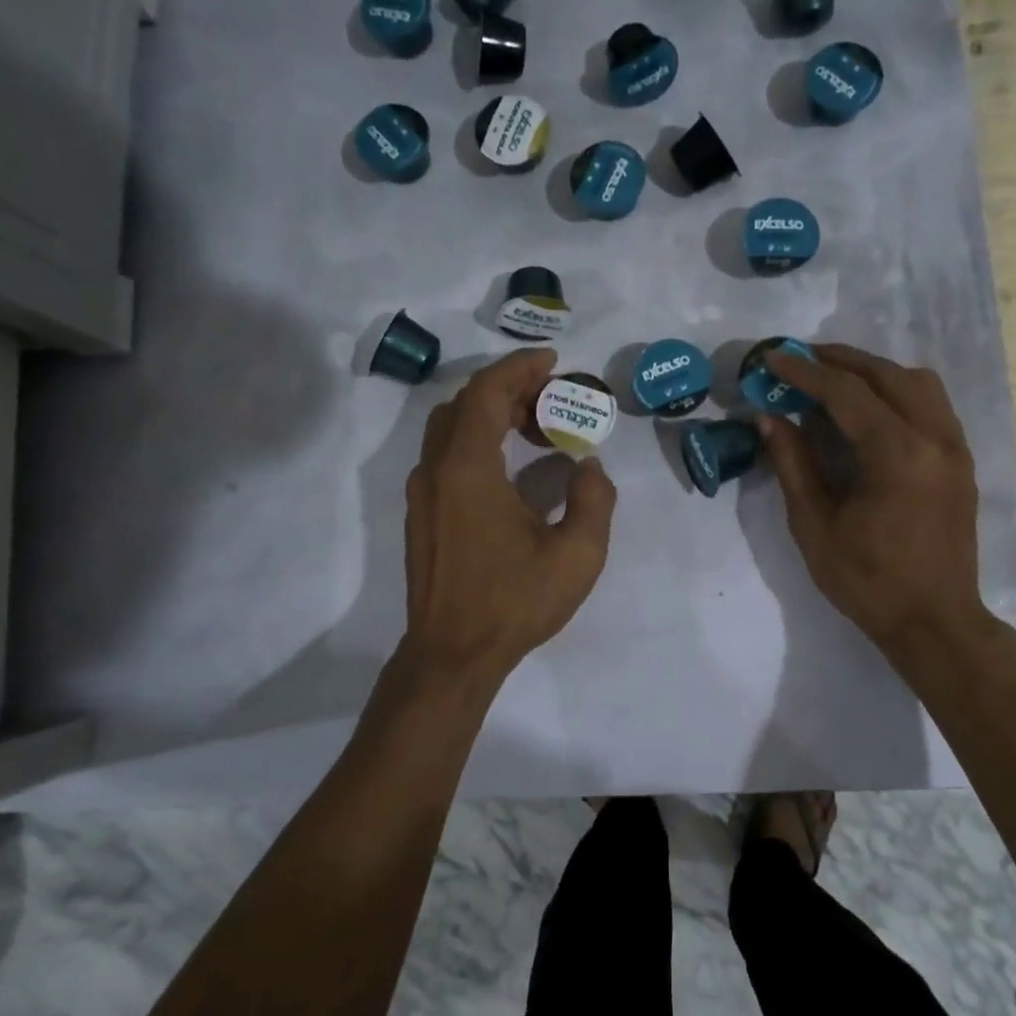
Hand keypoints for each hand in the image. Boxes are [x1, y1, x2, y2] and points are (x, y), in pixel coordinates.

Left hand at [402, 348, 617, 686]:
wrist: (452, 654)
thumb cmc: (514, 602)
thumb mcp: (577, 554)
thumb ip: (593, 499)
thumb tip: (587, 466)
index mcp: (468, 468)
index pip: (486, 392)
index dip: (519, 368)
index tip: (552, 361)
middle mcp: (436, 470)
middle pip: (465, 403)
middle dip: (509, 388)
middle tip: (552, 397)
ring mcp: (423, 492)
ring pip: (451, 427)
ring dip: (491, 413)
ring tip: (535, 427)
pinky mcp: (421, 513)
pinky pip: (446, 454)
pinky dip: (477, 439)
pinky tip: (510, 466)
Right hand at [759, 345, 999, 659]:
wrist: (934, 621)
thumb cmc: (867, 580)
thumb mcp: (815, 525)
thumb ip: (793, 463)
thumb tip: (768, 417)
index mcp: (898, 455)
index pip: (847, 392)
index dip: (805, 371)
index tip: (772, 357)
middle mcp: (935, 439)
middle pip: (886, 374)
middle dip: (838, 360)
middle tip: (797, 358)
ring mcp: (955, 448)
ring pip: (917, 382)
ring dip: (872, 371)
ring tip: (832, 378)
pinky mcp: (961, 461)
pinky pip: (931, 404)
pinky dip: (896, 391)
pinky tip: (868, 407)